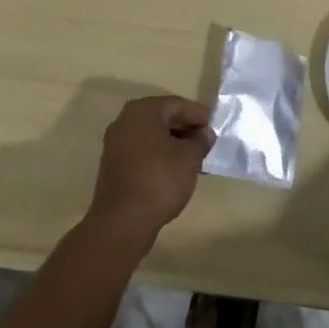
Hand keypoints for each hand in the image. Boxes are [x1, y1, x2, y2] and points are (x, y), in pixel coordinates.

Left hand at [85, 95, 214, 247]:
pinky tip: (175, 170)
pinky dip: (159, 156)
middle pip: (163, 118)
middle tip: (206, 142)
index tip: (215, 127)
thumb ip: (200, 140)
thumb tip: (204, 134)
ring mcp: (116, 144)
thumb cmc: (159, 180)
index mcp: (143, 111)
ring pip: (152, 136)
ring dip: (173, 144)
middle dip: (186, 129)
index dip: (199, 115)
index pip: (177, 104)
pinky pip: (142, 152)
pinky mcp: (113, 166)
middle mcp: (125, 121)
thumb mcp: (189, 157)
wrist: (122, 223)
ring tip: (194, 158)